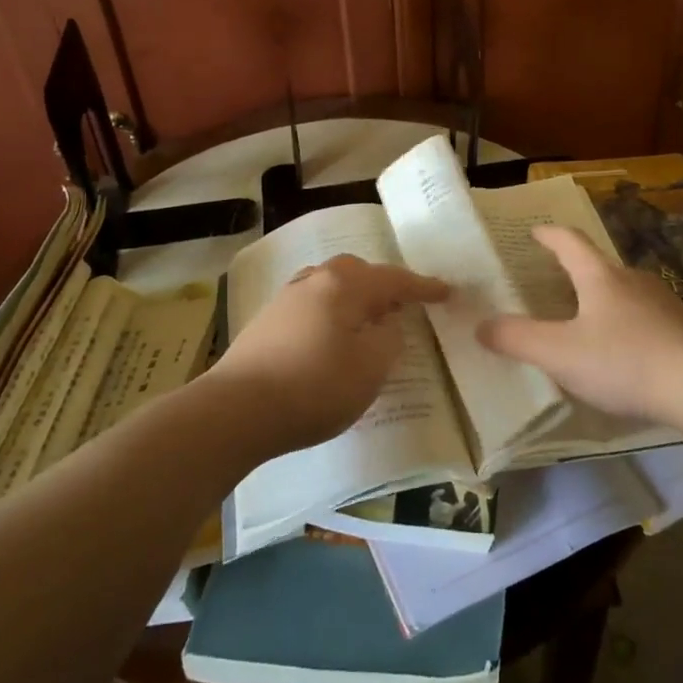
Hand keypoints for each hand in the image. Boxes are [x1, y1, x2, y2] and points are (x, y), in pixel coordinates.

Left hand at [209, 254, 447, 457]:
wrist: (236, 409)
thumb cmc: (314, 386)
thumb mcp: (370, 368)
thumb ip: (388, 339)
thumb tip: (385, 323)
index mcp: (344, 286)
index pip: (394, 279)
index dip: (422, 287)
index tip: (446, 292)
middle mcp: (315, 281)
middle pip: (357, 273)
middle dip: (383, 286)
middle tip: (402, 307)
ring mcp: (286, 299)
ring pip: (331, 286)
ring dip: (354, 298)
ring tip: (367, 322)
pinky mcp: (267, 322)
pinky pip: (312, 305)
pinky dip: (331, 313)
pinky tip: (330, 338)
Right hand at [475, 226, 682, 423]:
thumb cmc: (625, 361)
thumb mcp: (560, 353)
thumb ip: (517, 339)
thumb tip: (480, 325)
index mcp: (600, 278)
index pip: (570, 242)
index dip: (549, 235)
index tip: (535, 231)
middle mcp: (633, 281)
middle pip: (599, 266)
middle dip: (576, 271)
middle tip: (554, 282)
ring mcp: (664, 304)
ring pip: (625, 294)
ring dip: (603, 301)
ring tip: (587, 321)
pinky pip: (647, 320)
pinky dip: (627, 327)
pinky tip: (625, 354)